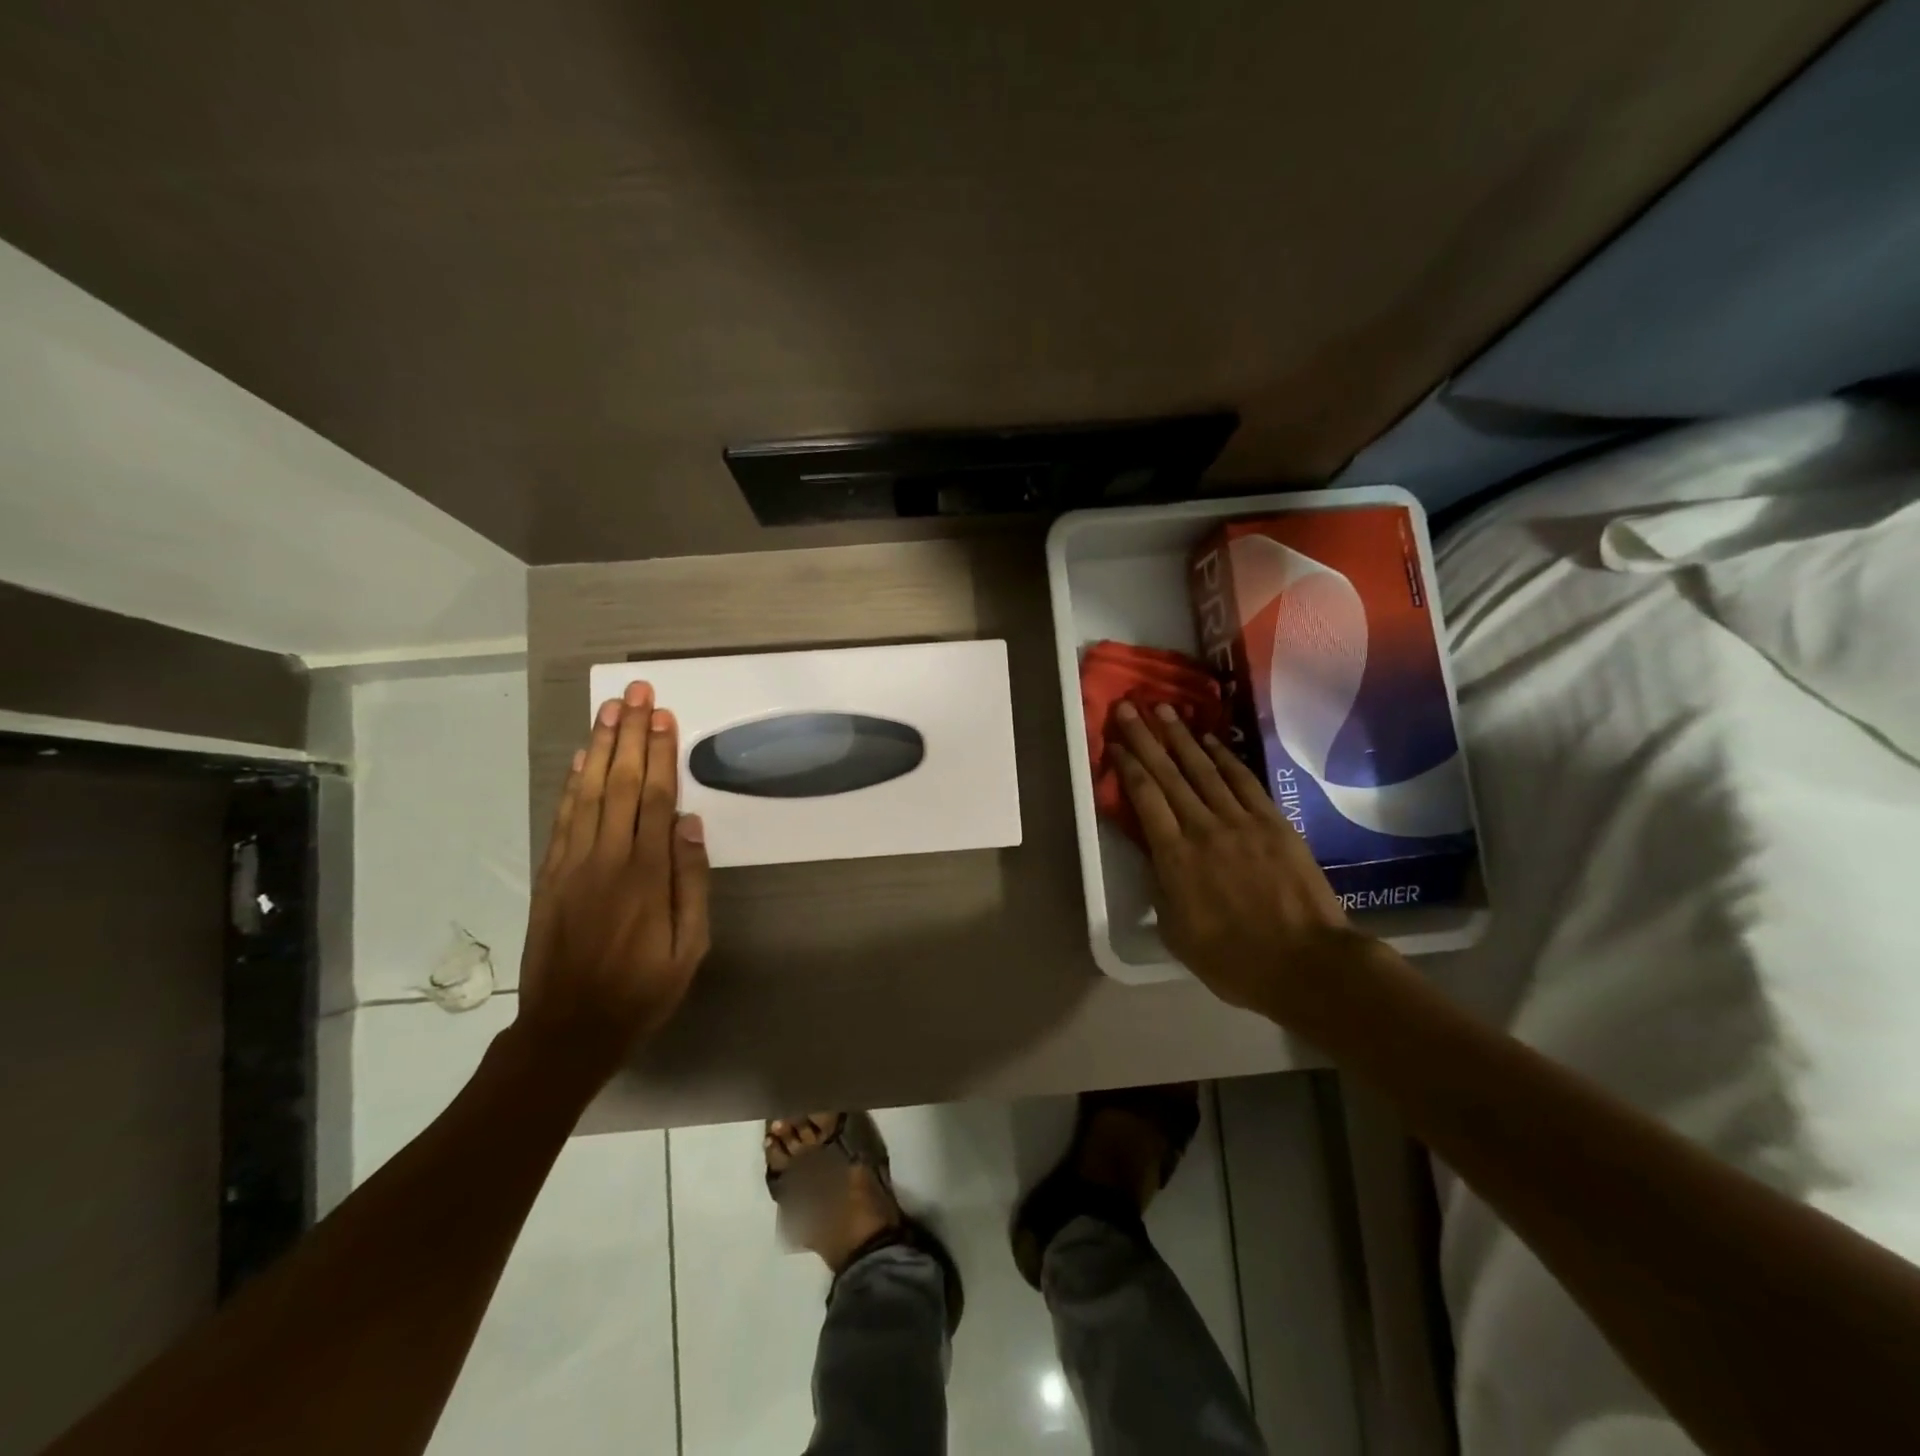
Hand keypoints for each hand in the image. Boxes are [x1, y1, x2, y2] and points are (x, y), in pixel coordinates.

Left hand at [515, 681, 711, 1085]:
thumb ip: (691, 882)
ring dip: (600, 748)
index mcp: (645, 875)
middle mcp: (606, 859)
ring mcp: (572, 865)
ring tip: (609, 710)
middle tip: (635, 693)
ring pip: (588, 793)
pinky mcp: (551, 876)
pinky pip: (563, 819)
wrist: (568, 1030)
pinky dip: (571, 784)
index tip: (663, 716)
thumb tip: (690, 824)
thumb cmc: (643, 990)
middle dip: (629, 735)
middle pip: (618, 784)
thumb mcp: (690, 947)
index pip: (653, 798)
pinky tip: (582, 759)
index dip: (658, 754)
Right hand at [1111, 701, 1360, 1019]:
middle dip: (1145, 737)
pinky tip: (1210, 740)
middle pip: (1168, 774)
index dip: (1127, 765)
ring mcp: (1240, 821)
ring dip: (1181, 737)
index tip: (1115, 742)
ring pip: (1203, 769)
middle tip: (1129, 706)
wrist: (1305, 963)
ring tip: (1163, 709)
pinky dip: (1224, 757)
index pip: (1144, 798)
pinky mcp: (1273, 822)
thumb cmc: (1233, 959)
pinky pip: (1243, 781)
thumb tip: (1154, 855)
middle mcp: (1202, 828)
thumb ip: (1160, 888)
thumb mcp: (1176, 932)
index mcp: (1173, 857)